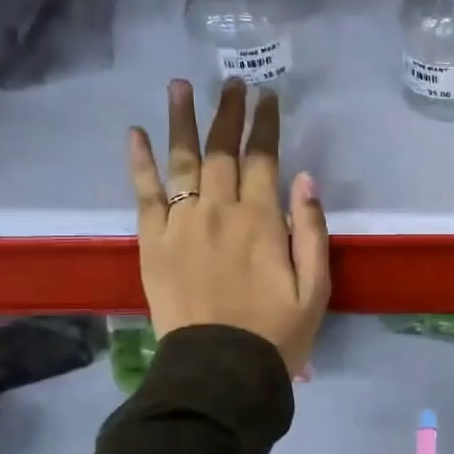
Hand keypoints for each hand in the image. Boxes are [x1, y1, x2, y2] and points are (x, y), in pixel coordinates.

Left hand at [128, 79, 329, 376]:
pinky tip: (137, 133)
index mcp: (261, 221)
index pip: (264, 159)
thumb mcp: (315, 288)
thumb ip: (311, 230)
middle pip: (222, 150)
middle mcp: (219, 211)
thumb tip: (306, 178)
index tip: (268, 96)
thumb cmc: (276, 332)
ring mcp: (181, 224)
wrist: (219, 371)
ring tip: (181, 86)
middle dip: (228, 112)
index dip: (266, 125)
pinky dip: (140, 162)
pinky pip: (144, 193)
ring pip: (181, 160)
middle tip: (232, 82)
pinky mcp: (153, 242)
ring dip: (182, 120)